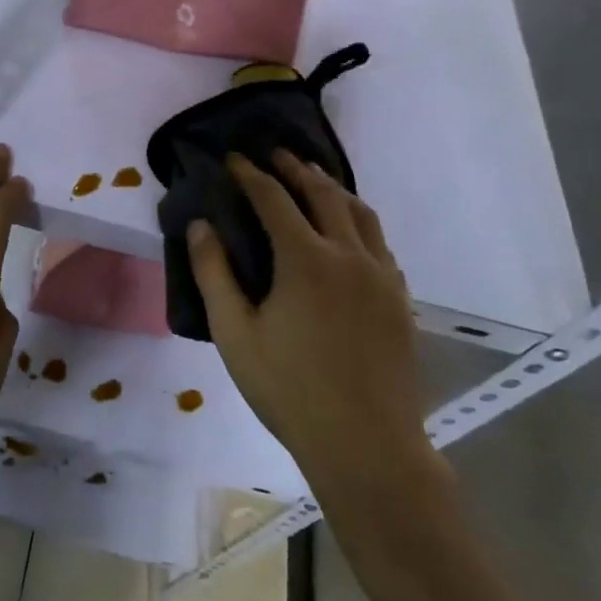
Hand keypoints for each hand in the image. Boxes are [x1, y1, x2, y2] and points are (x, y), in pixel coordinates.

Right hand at [186, 151, 443, 501]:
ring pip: (360, 213)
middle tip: (276, 154)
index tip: (233, 158)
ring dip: (333, 188)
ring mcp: (382, 276)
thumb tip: (200, 225)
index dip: (251, 174)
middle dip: (296, 168)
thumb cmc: (290, 390)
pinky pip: (380, 243)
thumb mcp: (235, 334)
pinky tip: (350, 233)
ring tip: (315, 179)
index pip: (273, 198)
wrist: (367, 446)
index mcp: (305, 259)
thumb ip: (213, 273)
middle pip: (323, 193)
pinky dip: (359, 222)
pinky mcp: (400, 299)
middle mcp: (348, 255)